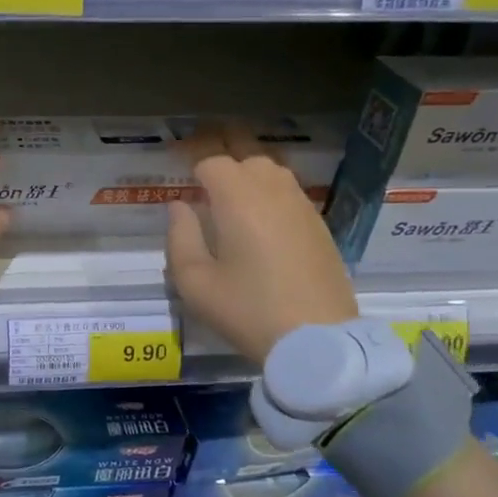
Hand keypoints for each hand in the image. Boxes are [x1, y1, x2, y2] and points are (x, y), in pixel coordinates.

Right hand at [166, 121, 358, 363]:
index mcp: (238, 199)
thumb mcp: (195, 281)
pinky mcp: (319, 226)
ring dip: (248, 176)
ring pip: (272, 171)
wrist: (317, 339)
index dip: (192, 164)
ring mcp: (301, 206)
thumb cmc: (246, 310)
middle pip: (246, 157)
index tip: (178, 174)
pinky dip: (270, 195)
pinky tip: (260, 221)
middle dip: (222, 163)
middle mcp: (273, 191)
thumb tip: (179, 206)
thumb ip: (180, 236)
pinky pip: (290, 193)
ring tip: (231, 198)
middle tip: (202, 181)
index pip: (212, 162)